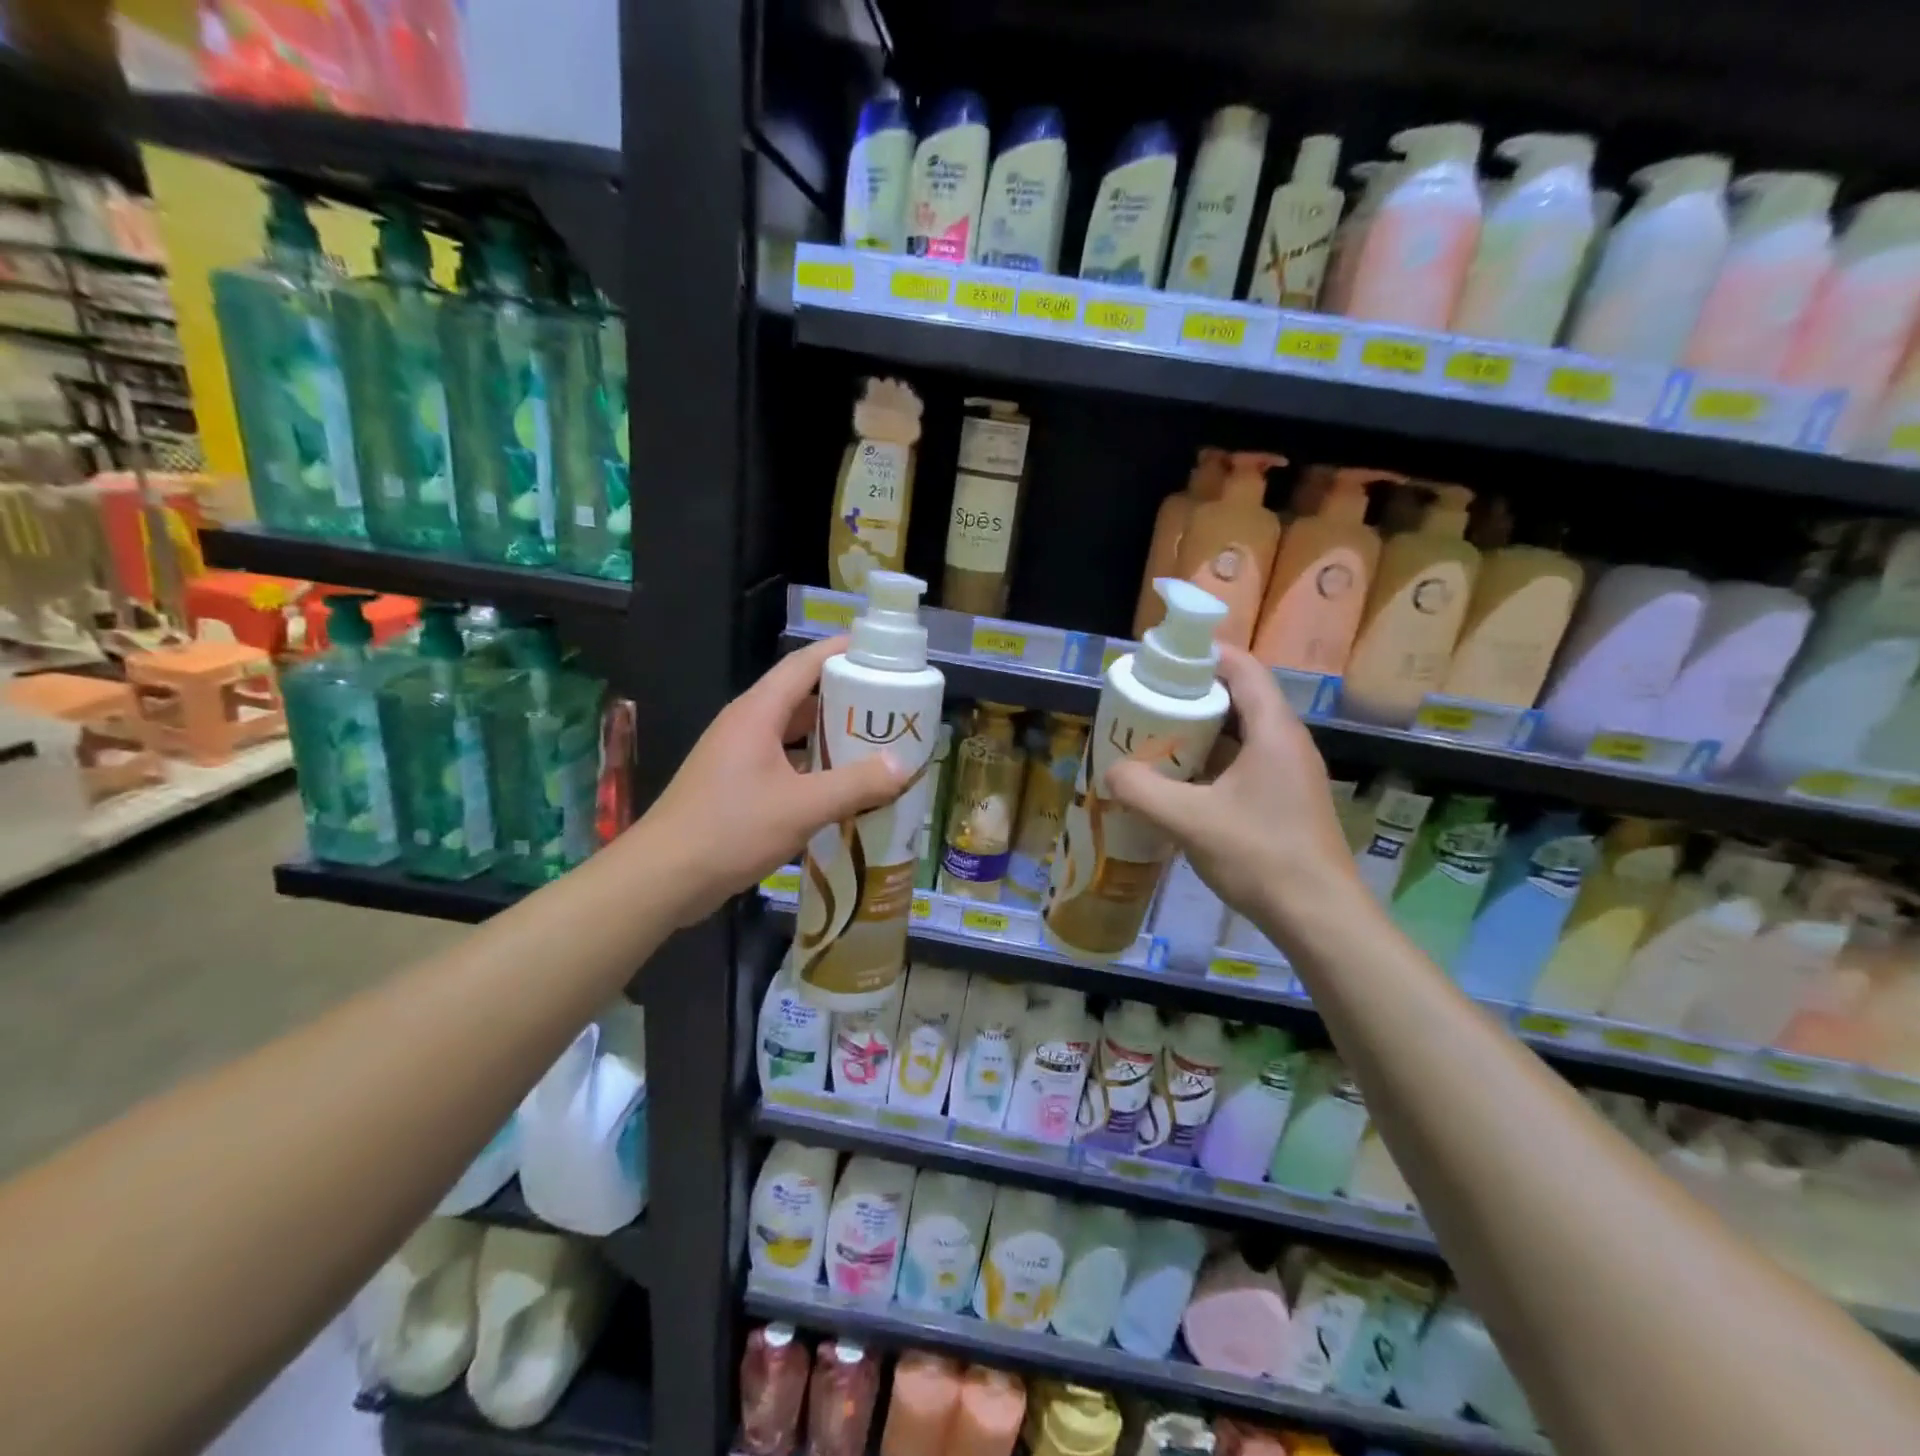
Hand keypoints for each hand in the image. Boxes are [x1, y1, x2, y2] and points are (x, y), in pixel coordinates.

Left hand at [637, 638, 909, 925]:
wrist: (663, 878)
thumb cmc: (731, 829)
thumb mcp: (802, 807)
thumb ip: (856, 784)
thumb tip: (904, 765)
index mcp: (757, 713)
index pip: (803, 664)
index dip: (840, 652)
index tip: (880, 651)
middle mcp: (746, 725)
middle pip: (800, 697)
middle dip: (845, 698)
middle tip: (889, 706)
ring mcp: (737, 756)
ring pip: (791, 733)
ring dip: (829, 735)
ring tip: (874, 744)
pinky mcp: (735, 786)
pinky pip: (783, 763)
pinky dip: (813, 767)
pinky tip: (841, 787)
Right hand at [1105, 645, 1360, 941]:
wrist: (1319, 918)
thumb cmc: (1260, 856)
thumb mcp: (1189, 821)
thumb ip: (1142, 791)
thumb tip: (1111, 772)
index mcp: (1274, 731)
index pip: (1242, 668)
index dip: (1202, 655)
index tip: (1161, 661)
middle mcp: (1287, 742)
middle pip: (1238, 698)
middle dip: (1191, 696)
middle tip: (1147, 702)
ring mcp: (1290, 773)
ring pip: (1240, 734)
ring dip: (1199, 733)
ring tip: (1155, 738)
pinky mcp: (1285, 800)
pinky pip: (1244, 763)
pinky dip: (1211, 762)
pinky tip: (1180, 783)